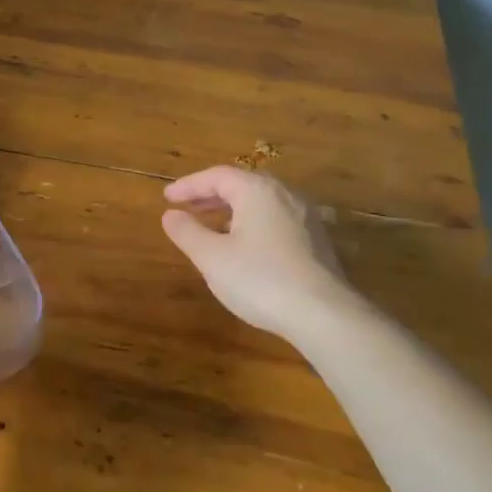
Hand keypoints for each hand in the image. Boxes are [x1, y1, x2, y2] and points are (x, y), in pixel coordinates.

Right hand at [161, 166, 358, 340]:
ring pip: (261, 203)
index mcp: (257, 191)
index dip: (189, 185)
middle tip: (186, 208)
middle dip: (211, 195)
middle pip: (242, 185)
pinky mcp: (317, 240)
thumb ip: (188, 232)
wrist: (324, 315)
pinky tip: (245, 246)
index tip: (167, 198)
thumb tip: (170, 215)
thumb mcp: (212, 258)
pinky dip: (253, 223)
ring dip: (232, 210)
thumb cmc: (260, 279)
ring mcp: (306, 216)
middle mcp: (285, 195)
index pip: (217, 176)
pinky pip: (277, 219)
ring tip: (212, 226)